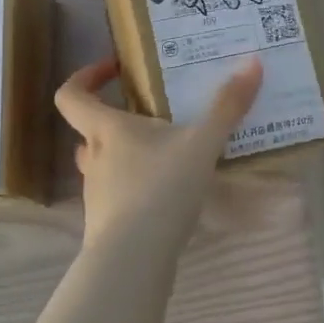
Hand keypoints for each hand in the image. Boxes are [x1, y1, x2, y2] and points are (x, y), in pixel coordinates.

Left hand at [55, 55, 263, 257]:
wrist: (134, 259)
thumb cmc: (161, 189)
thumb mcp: (202, 143)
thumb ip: (227, 106)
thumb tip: (252, 62)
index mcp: (106, 130)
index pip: (71, 95)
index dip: (86, 78)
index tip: (114, 70)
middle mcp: (93, 158)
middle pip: (91, 131)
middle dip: (118, 122)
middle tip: (153, 118)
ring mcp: (96, 194)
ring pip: (104, 165)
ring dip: (128, 157)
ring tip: (167, 157)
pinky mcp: (106, 224)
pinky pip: (118, 196)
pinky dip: (137, 190)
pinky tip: (168, 197)